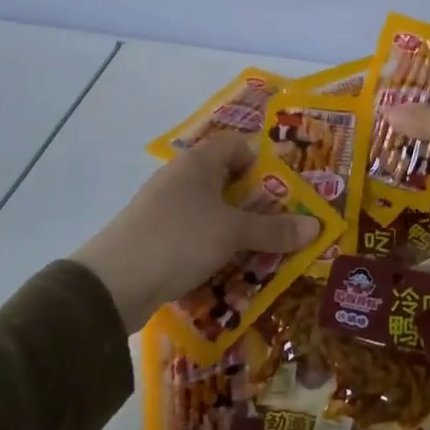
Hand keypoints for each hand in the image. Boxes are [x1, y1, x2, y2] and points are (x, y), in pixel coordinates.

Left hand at [70, 134, 320, 329]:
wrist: (113, 283)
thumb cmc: (180, 239)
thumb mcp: (234, 233)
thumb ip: (275, 230)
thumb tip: (316, 226)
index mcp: (198, 163)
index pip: (236, 146)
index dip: (261, 161)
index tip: (284, 188)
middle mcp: (179, 178)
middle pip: (225, 181)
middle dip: (255, 203)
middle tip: (283, 224)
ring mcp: (163, 209)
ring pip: (210, 212)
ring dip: (236, 230)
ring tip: (263, 251)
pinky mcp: (154, 238)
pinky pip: (194, 236)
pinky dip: (213, 248)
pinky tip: (229, 270)